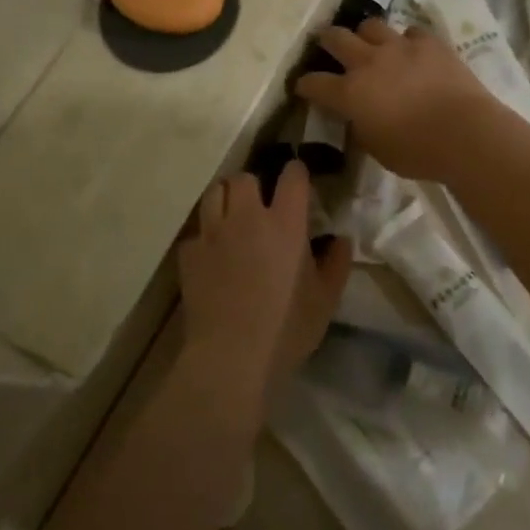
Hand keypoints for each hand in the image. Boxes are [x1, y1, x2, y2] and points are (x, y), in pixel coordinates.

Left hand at [177, 162, 351, 401]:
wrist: (231, 357)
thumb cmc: (287, 327)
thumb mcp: (326, 299)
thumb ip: (337, 262)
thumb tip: (341, 239)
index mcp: (285, 223)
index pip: (292, 176)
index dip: (296, 173)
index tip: (299, 181)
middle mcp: (246, 217)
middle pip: (244, 177)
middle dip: (254, 185)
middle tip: (261, 205)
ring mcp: (213, 234)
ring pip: (215, 193)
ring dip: (226, 199)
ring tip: (234, 218)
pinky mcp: (189, 255)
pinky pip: (196, 232)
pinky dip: (206, 237)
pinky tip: (213, 256)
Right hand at [293, 19, 503, 182]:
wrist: (464, 133)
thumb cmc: (417, 152)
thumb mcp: (377, 149)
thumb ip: (361, 127)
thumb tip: (358, 117)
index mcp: (350, 93)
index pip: (314, 83)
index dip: (305, 84)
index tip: (303, 86)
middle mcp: (368, 62)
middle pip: (336, 38)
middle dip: (326, 40)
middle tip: (327, 44)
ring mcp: (400, 47)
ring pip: (371, 26)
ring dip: (366, 34)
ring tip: (371, 43)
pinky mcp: (429, 42)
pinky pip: (411, 32)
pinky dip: (407, 41)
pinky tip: (412, 50)